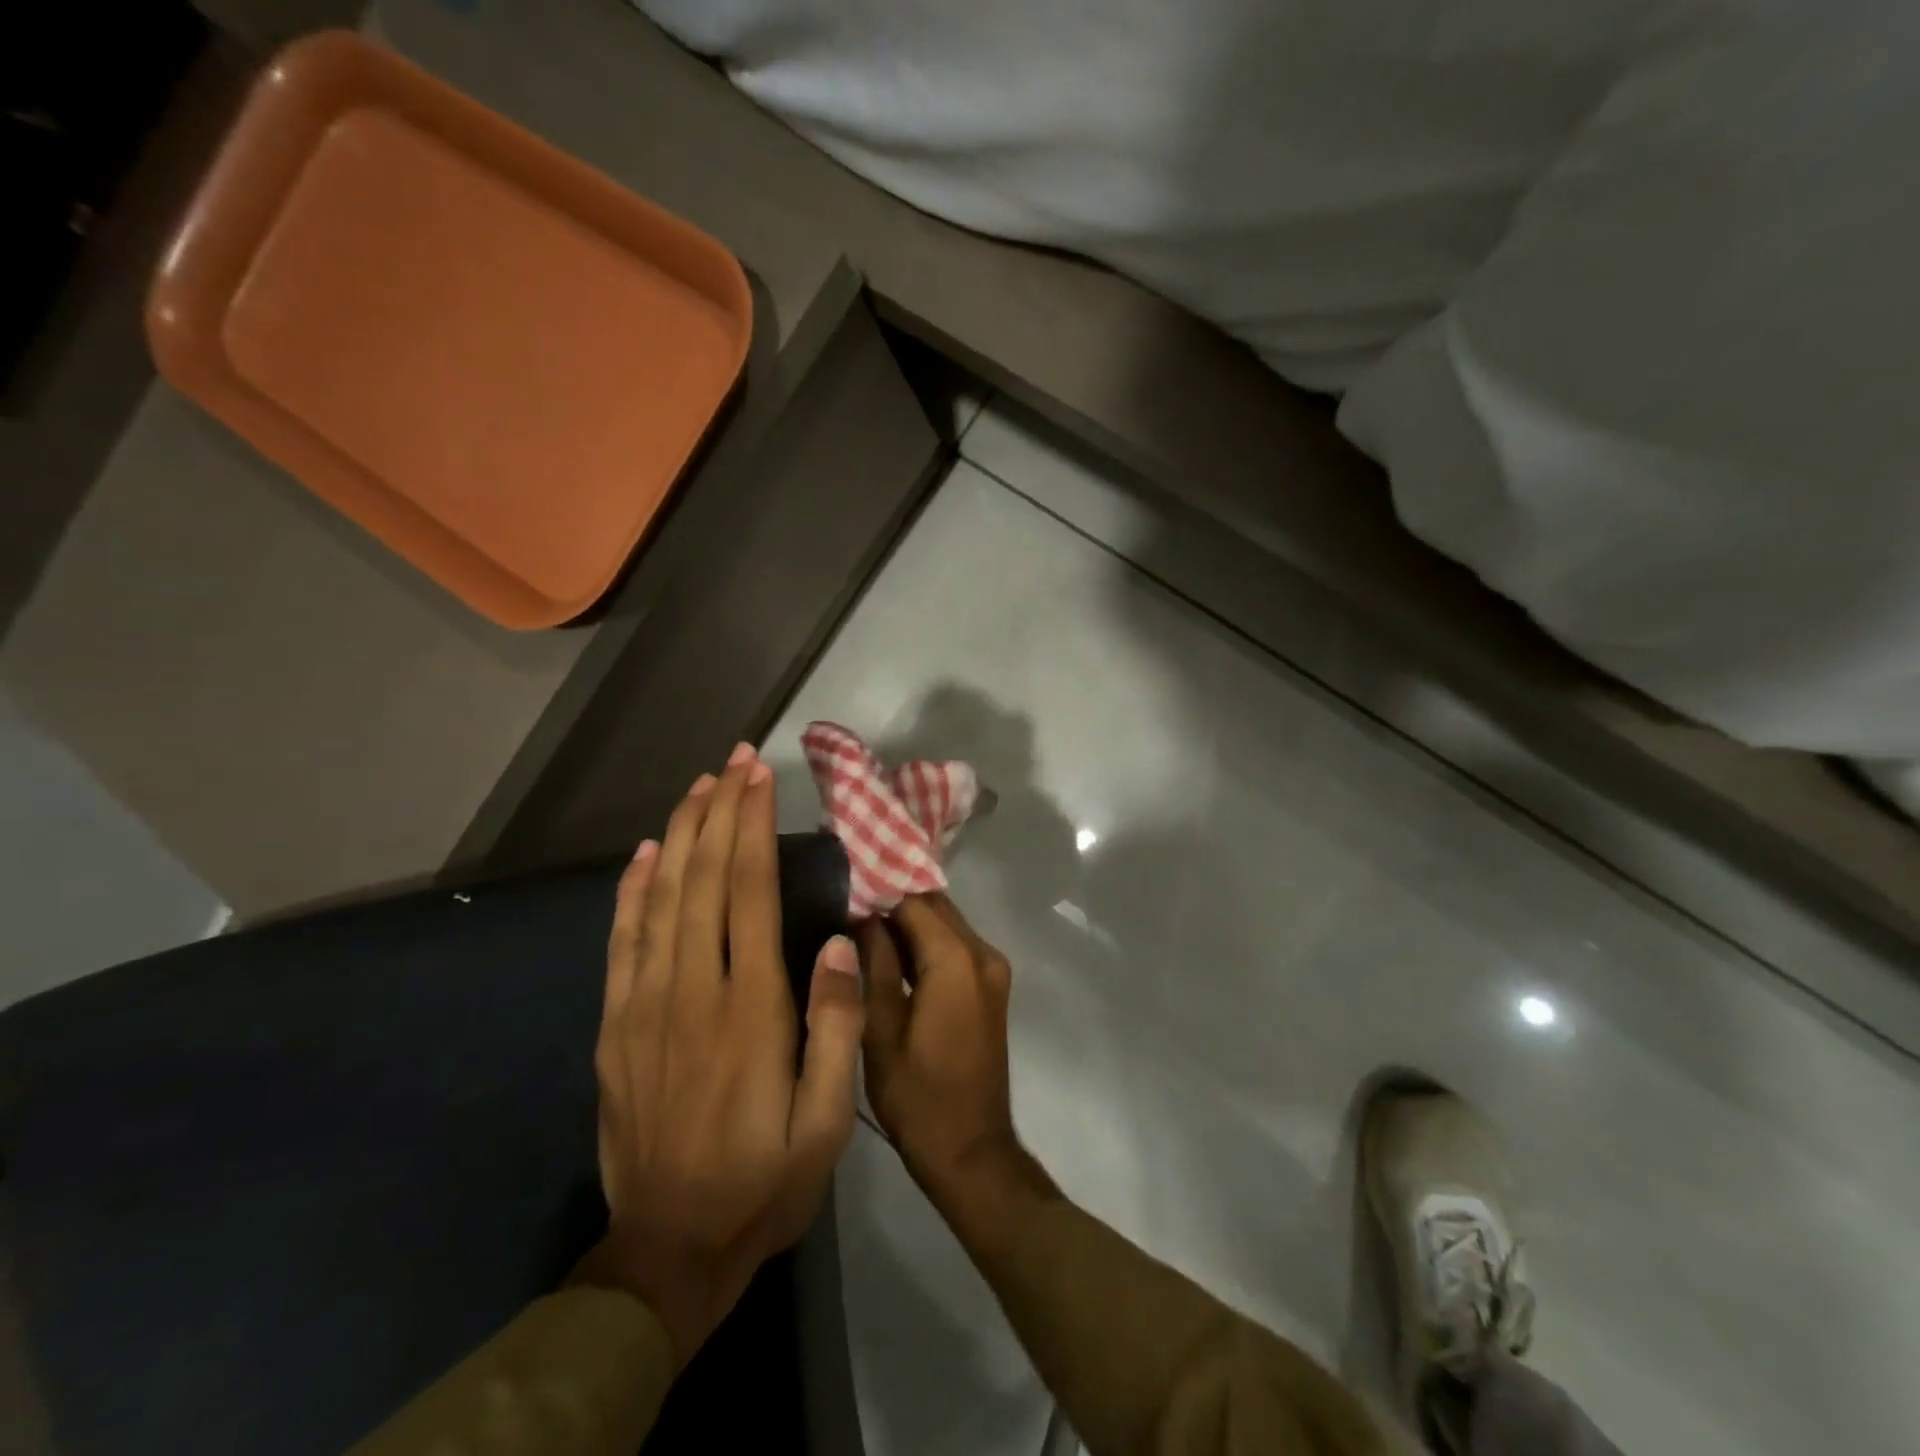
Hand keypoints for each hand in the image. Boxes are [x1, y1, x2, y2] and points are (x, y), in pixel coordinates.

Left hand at [573, 744, 865, 1367]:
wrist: (667, 1252)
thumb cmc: (762, 1183)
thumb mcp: (826, 1123)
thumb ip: (836, 1027)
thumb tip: (841, 942)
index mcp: (749, 1009)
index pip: (749, 892)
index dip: (753, 827)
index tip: (759, 778)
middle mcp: (692, 991)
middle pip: (704, 879)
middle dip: (719, 812)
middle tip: (733, 760)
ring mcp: (645, 1007)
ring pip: (659, 899)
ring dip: (678, 836)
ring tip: (696, 788)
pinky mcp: (616, 1027)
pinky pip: (621, 943)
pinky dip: (630, 892)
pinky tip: (642, 855)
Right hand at [858, 895, 1048, 1214]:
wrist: (971, 1150)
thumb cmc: (918, 1096)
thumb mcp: (881, 1030)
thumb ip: (874, 966)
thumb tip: (862, 919)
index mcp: (956, 960)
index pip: (913, 902)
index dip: (877, 896)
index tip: (841, 896)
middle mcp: (983, 953)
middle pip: (934, 908)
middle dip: (894, 906)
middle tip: (847, 912)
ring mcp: (992, 969)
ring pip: (947, 925)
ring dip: (910, 925)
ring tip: (861, 931)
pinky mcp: (992, 987)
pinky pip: (957, 947)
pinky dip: (928, 945)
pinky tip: (893, 957)